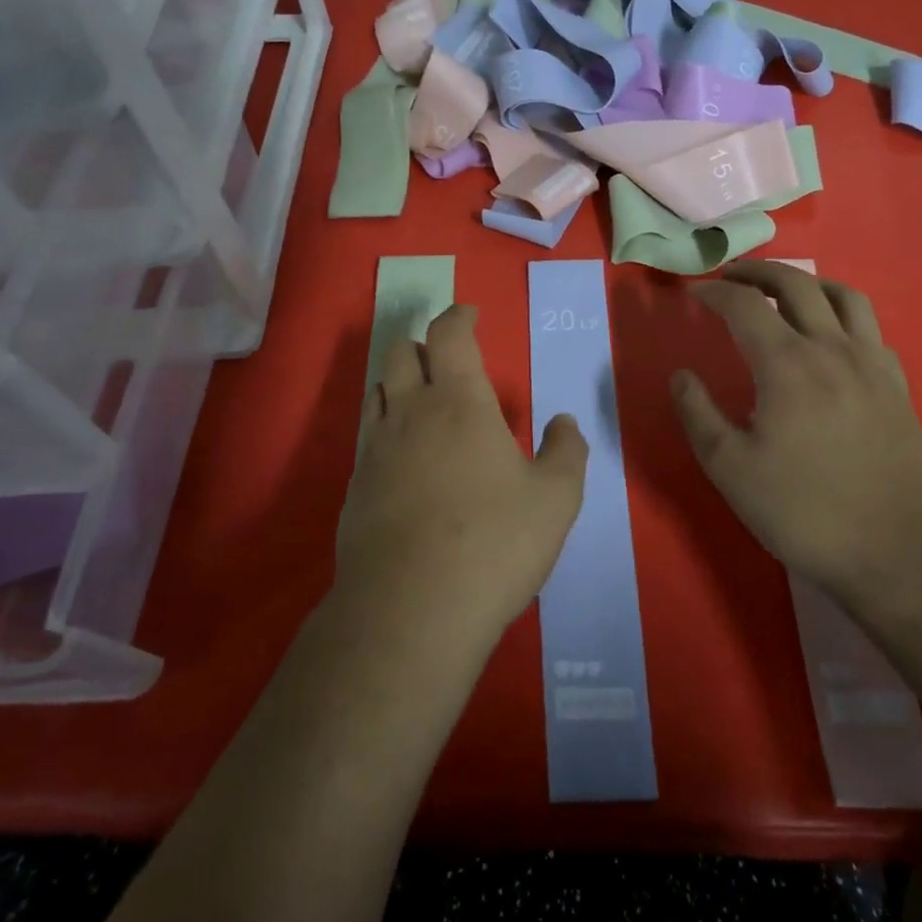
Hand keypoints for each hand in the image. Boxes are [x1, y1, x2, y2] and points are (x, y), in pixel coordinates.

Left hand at [338, 303, 587, 643]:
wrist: (412, 608)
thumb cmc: (494, 542)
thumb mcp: (555, 498)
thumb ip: (566, 450)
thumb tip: (564, 420)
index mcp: (458, 400)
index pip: (449, 334)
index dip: (458, 316)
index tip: (470, 314)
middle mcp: (409, 411)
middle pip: (401, 351)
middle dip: (424, 346)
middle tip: (448, 366)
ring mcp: (375, 447)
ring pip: (377, 388)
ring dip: (399, 382)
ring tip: (423, 403)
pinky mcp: (354, 485)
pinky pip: (367, 434)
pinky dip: (385, 426)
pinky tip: (403, 457)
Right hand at [671, 261, 921, 603]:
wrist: (899, 551)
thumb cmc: (805, 511)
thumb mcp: (730, 469)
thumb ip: (698, 414)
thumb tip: (681, 375)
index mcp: (787, 364)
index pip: (744, 306)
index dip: (714, 293)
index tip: (693, 294)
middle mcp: (832, 349)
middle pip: (795, 285)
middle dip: (757, 273)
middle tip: (730, 277)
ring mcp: (871, 364)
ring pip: (843, 295)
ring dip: (806, 283)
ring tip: (783, 292)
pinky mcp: (897, 385)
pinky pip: (870, 327)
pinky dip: (842, 313)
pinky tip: (831, 335)